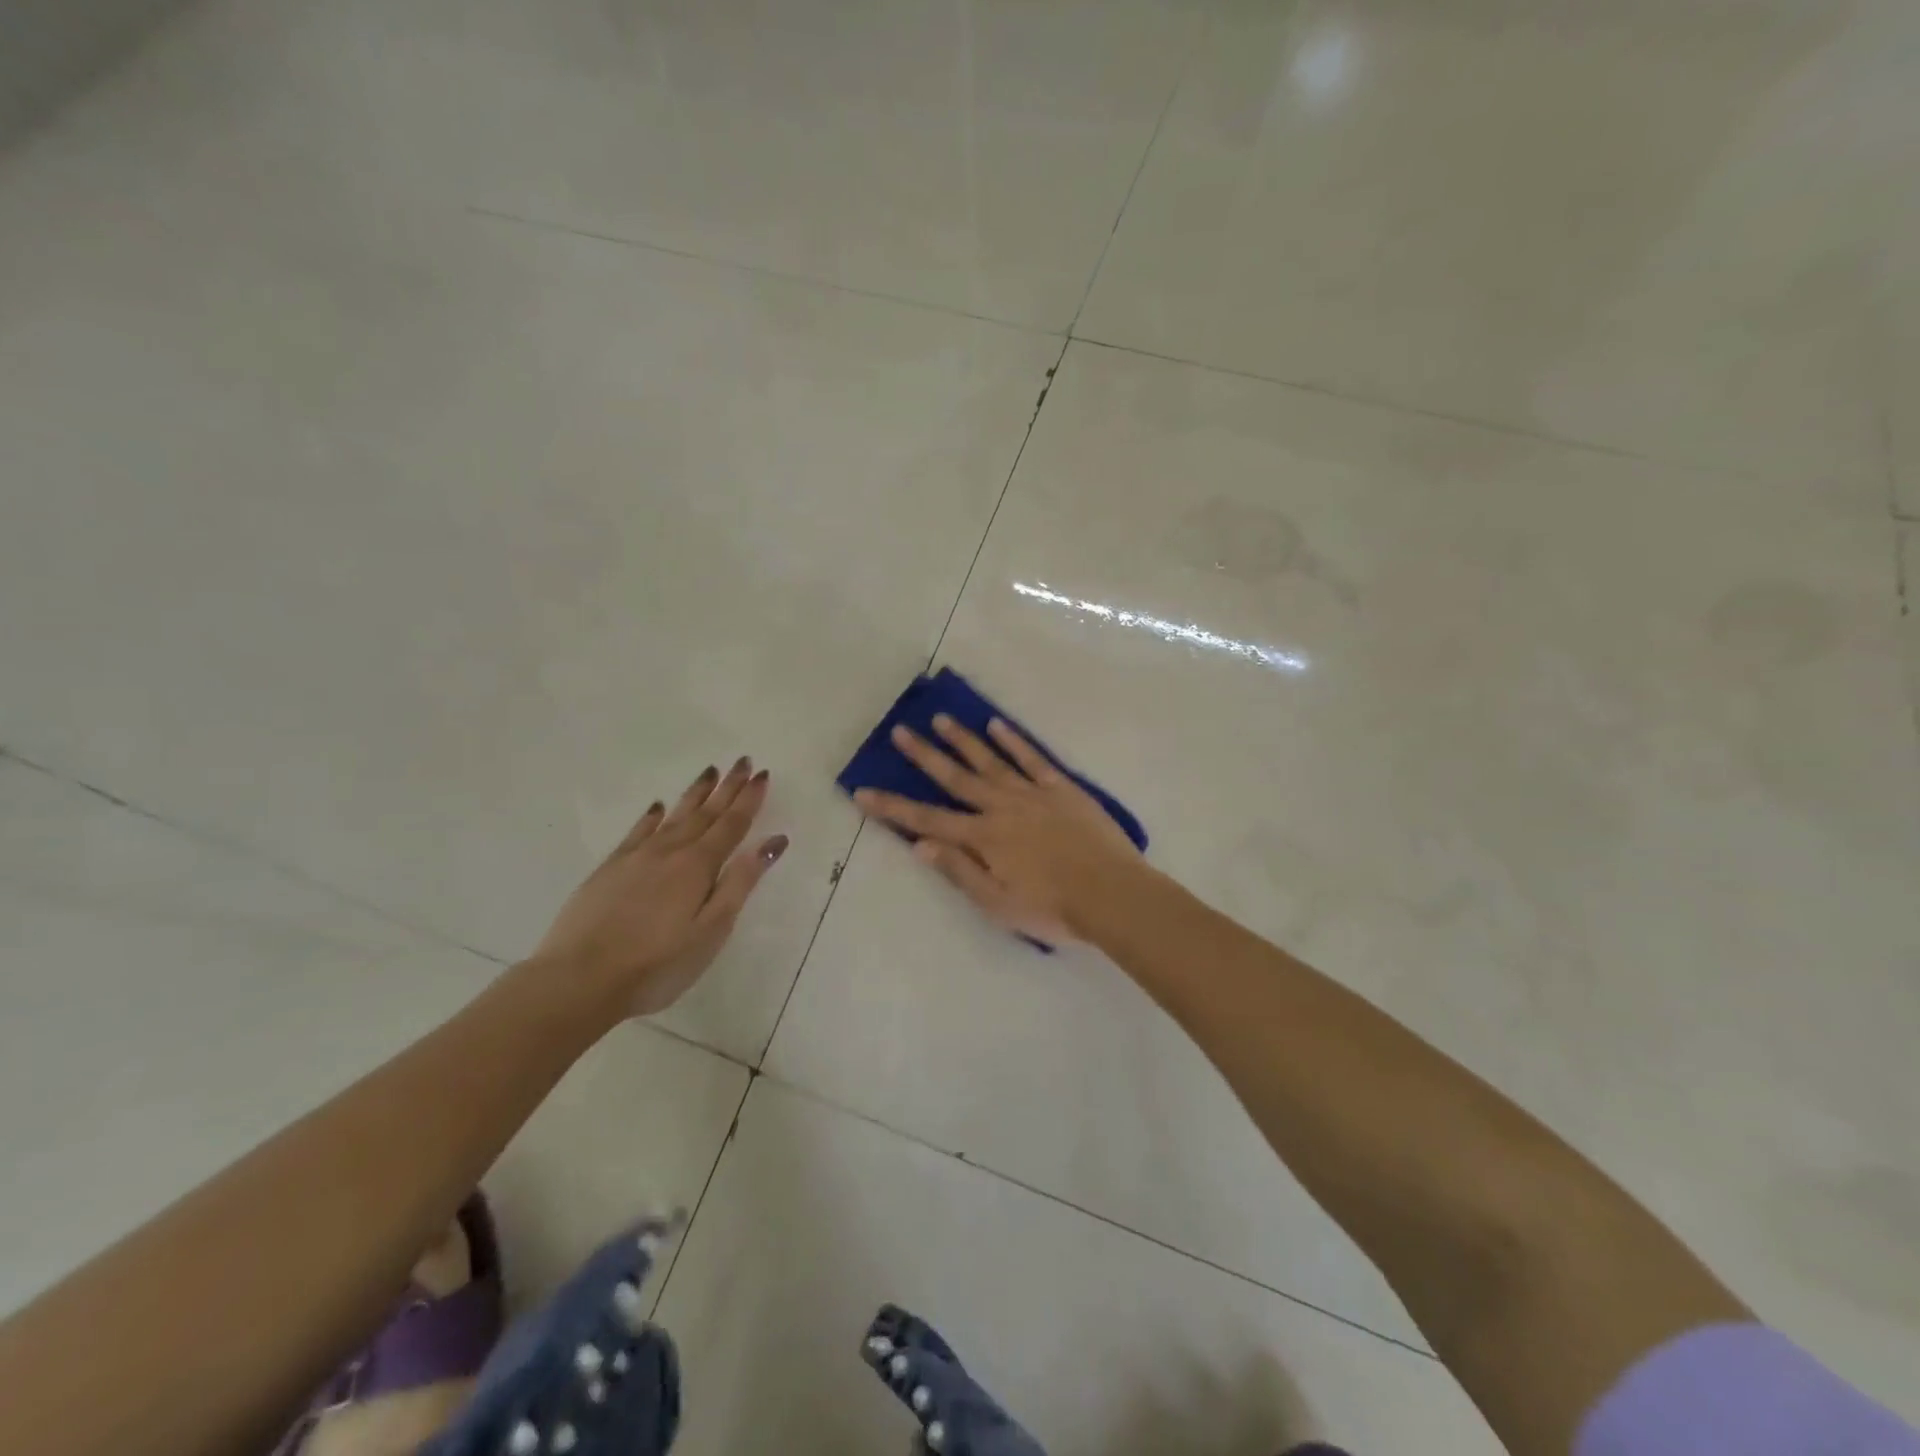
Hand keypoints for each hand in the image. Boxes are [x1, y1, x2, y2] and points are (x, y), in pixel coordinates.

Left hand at [532, 758, 787, 1016]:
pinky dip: (652, 816)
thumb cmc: (657, 963)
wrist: (579, 979)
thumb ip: (741, 882)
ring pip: (674, 815)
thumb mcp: (711, 929)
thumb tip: (773, 841)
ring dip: (695, 793)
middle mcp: (670, 851)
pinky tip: (657, 806)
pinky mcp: (609, 868)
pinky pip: (638, 831)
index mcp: (699, 866)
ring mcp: (636, 857)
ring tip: (709, 772)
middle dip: (727, 787)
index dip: (749, 800)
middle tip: (743, 761)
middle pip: (705, 813)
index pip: (732, 824)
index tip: (762, 774)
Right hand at [852, 716, 1142, 943]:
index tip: (863, 791)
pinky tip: (996, 724)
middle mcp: (1001, 808)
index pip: (927, 821)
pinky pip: (1033, 758)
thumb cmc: (1053, 908)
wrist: (1113, 895)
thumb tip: (919, 845)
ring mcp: (1032, 793)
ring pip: (990, 760)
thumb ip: (959, 871)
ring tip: (940, 719)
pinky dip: (1013, 740)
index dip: (892, 807)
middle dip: (924, 756)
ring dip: (963, 740)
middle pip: (955, 778)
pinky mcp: (1062, 788)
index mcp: (983, 838)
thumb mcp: (998, 904)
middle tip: (899, 731)